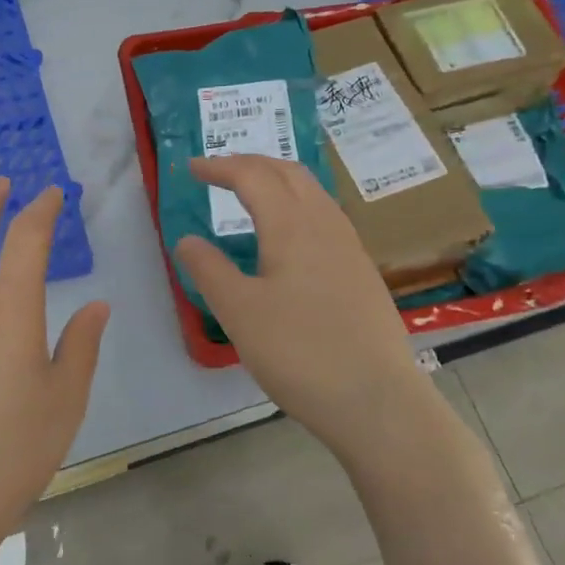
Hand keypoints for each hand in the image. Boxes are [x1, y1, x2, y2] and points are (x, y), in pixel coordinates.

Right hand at [175, 155, 420, 460]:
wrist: (377, 401)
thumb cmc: (300, 352)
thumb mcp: (239, 312)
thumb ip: (208, 270)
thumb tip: (187, 239)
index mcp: (292, 225)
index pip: (253, 176)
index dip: (220, 166)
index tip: (191, 168)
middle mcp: (325, 224)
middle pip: (288, 172)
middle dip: (251, 164)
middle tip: (219, 172)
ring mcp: (350, 247)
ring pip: (312, 193)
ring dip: (278, 181)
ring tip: (251, 194)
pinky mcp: (362, 272)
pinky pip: (325, 217)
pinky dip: (297, 205)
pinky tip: (289, 236)